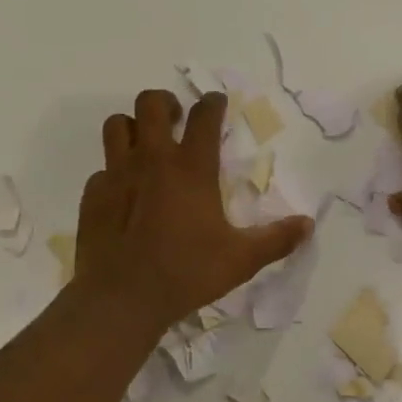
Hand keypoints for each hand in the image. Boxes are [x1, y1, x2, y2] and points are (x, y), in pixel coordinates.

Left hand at [74, 89, 312, 334]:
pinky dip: (114, 172)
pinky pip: (102, 169)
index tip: (217, 102)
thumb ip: (276, 239)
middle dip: (166, 102)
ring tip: (145, 145)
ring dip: (133, 126)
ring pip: (117, 125)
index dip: (213, 103)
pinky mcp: (92, 195)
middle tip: (176, 120)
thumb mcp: (241, 260)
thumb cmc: (186, 273)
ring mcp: (117, 175)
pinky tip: (124, 194)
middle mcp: (151, 160)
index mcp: (191, 168)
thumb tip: (308, 225)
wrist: (122, 298)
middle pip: (151, 103)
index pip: (203, 116)